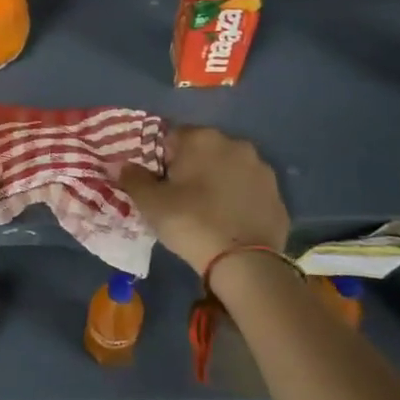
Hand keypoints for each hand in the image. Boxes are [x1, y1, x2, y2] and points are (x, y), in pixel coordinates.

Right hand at [118, 127, 288, 274]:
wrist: (244, 263)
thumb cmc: (190, 223)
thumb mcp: (151, 203)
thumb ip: (133, 178)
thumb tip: (122, 165)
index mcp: (202, 139)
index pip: (172, 136)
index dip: (161, 158)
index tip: (159, 182)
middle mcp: (235, 144)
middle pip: (204, 150)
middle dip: (191, 167)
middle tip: (180, 197)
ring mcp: (261, 168)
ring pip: (230, 168)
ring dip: (218, 180)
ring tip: (207, 210)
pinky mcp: (277, 194)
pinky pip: (249, 190)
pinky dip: (239, 199)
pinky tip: (230, 222)